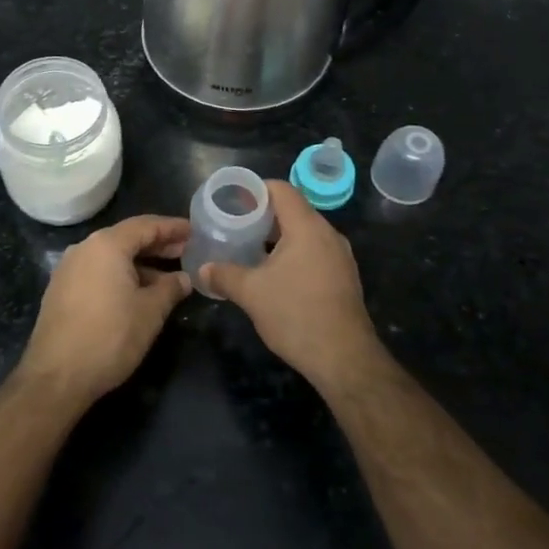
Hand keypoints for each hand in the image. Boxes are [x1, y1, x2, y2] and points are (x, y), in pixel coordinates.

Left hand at [20, 215, 190, 403]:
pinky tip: (137, 293)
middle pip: (127, 238)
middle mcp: (84, 248)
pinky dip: (120, 275)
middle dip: (157, 245)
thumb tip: (184, 278)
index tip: (194, 231)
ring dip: (140, 264)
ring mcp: (68, 269)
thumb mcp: (150, 312)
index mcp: (106, 245)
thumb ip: (170, 289)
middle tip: (186, 252)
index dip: (172, 228)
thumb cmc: (110, 337)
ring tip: (167, 278)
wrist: (56, 377)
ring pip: (111, 257)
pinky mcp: (61, 290)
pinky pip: (97, 272)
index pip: (145, 225)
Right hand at [201, 181, 384, 391]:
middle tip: (236, 225)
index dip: (256, 189)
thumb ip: (225, 275)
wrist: (344, 358)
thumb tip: (204, 269)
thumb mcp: (251, 293)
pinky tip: (276, 273)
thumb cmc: (296, 315)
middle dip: (264, 214)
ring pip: (305, 233)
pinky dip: (294, 253)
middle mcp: (328, 235)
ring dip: (279, 236)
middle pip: (294, 209)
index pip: (282, 190)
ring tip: (252, 248)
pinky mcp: (344, 277)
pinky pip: (315, 252)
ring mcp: (340, 257)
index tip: (233, 200)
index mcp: (307, 227)